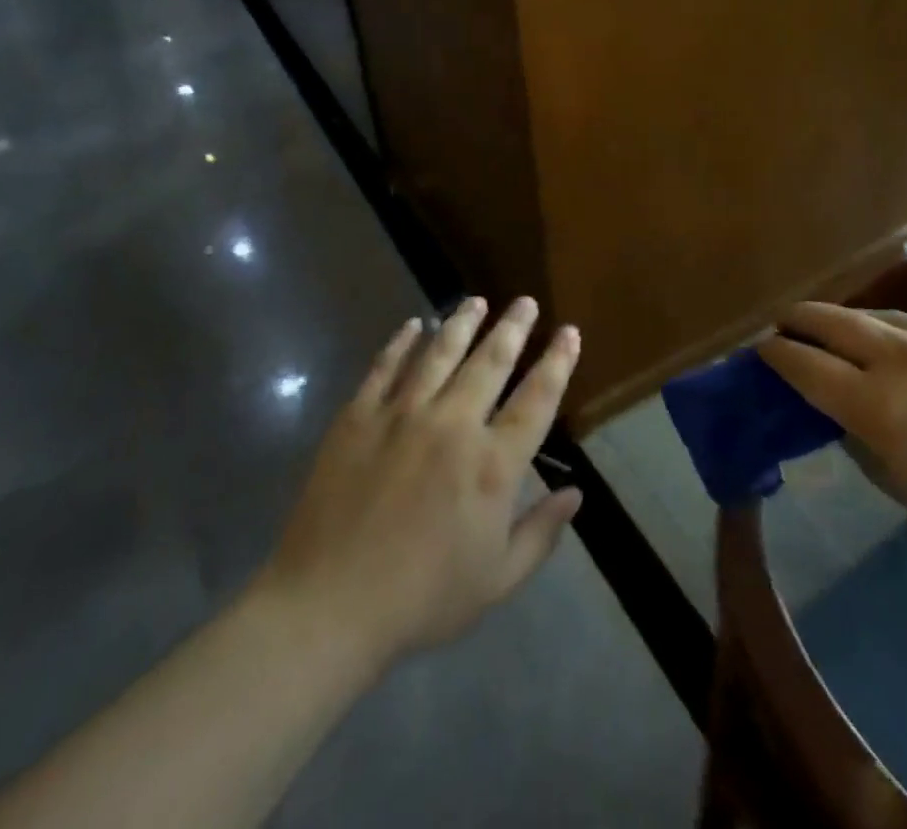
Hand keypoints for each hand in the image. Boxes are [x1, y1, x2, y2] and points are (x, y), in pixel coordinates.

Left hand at [254, 297, 582, 668]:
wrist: (329, 607)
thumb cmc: (422, 600)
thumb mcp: (497, 580)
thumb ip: (541, 533)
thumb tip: (577, 493)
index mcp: (492, 465)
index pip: (536, 399)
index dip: (557, 362)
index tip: (569, 331)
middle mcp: (453, 425)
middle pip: (491, 362)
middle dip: (513, 327)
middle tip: (525, 302)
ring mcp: (402, 415)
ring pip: (440, 353)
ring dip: (462, 322)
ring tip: (477, 300)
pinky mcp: (358, 417)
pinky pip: (385, 367)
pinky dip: (401, 342)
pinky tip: (413, 325)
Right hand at [759, 304, 906, 560]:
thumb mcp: (895, 480)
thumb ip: (855, 434)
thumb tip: (834, 405)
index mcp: (877, 405)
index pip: (805, 364)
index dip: (776, 354)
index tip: (762, 350)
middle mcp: (899, 359)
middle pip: (830, 321)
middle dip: (798, 319)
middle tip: (782, 324)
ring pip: (869, 313)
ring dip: (840, 320)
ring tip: (829, 329)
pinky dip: (883, 328)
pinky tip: (885, 341)